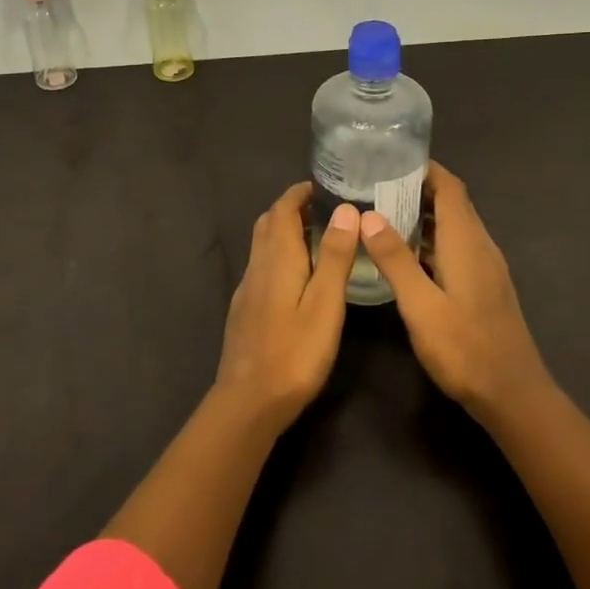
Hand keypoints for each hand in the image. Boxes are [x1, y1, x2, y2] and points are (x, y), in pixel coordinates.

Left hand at [215, 183, 360, 424]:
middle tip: (327, 210)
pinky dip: (280, 255)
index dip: (300, 193)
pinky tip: (299, 277)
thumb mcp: (324, 304)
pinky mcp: (245, 309)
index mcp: (277, 258)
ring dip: (286, 232)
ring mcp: (247, 289)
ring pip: (263, 246)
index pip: (282, 208)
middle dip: (293, 209)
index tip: (326, 187)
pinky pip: (262, 267)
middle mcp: (257, 266)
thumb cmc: (294, 352)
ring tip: (319, 239)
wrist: (249, 401)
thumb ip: (333, 256)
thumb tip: (344, 209)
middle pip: (269, 223)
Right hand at [357, 163, 551, 414]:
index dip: (425, 168)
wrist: (513, 395)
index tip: (390, 160)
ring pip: (455, 226)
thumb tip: (368, 216)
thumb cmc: (465, 350)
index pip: (450, 188)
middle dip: (418, 187)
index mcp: (467, 243)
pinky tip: (407, 254)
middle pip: (453, 203)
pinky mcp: (485, 286)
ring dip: (424, 214)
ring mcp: (486, 268)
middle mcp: (481, 247)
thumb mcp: (421, 306)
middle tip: (376, 184)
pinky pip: (457, 247)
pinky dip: (432, 239)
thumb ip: (396, 260)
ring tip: (383, 212)